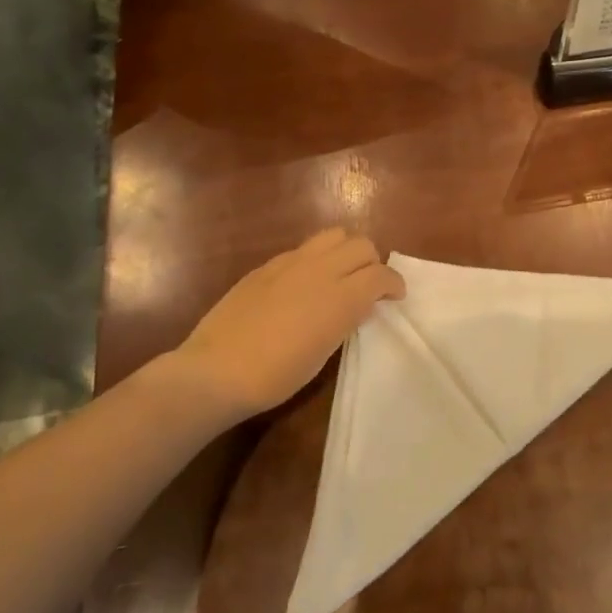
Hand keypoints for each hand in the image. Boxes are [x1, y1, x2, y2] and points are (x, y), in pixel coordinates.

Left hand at [173, 229, 404, 420]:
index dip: (394, 284)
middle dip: (373, 263)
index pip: (381, 274)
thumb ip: (346, 320)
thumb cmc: (275, 376)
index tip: (395, 297)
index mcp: (340, 297)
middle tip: (368, 286)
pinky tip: (305, 283)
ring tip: (340, 275)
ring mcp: (291, 263)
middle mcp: (320, 270)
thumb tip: (359, 304)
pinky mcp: (267, 265)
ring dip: (346, 251)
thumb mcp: (323, 353)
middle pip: (362, 245)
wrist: (216, 371)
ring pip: (334, 235)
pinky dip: (317, 259)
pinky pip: (303, 249)